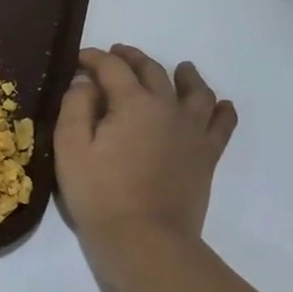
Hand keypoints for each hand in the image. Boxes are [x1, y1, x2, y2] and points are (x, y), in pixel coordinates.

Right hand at [54, 45, 236, 259]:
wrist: (145, 238)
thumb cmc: (98, 192)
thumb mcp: (70, 147)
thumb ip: (75, 107)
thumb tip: (85, 82)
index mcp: (133, 103)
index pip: (113, 68)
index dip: (94, 58)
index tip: (79, 58)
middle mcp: (168, 108)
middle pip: (153, 72)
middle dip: (133, 58)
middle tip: (117, 54)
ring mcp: (193, 132)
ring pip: (196, 92)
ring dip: (185, 75)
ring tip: (181, 68)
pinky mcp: (207, 155)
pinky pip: (222, 124)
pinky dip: (221, 109)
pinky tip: (221, 105)